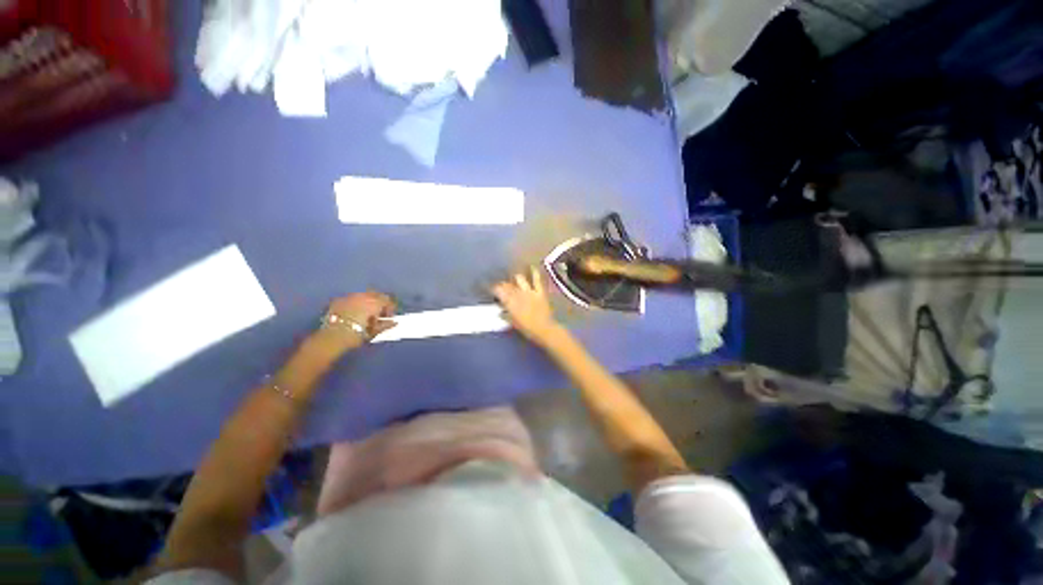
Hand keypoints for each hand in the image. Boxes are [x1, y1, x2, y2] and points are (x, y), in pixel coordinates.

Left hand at [316, 291, 396, 351]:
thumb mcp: (374, 332)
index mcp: (374, 303)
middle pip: (375, 294)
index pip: (387, 299)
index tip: (388, 317)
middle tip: (378, 313)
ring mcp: (349, 297)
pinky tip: (352, 313)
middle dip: (379, 301)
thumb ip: (386, 325)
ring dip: (367, 301)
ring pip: (363, 295)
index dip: (390, 308)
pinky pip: (351, 298)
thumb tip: (395, 322)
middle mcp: (362, 296)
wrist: (331, 338)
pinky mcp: (337, 300)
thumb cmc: (356, 335)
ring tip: (365, 313)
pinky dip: (355, 303)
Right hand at [491, 267, 562, 346]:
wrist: (545, 330)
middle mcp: (517, 294)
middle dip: (502, 284)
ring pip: (519, 279)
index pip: (498, 291)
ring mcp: (529, 291)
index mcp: (509, 302)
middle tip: (500, 286)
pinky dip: (534, 272)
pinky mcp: (539, 291)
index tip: (490, 289)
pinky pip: (536, 279)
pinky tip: (531, 267)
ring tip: (513, 278)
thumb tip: (499, 311)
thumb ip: (505, 315)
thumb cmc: (527, 329)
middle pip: (506, 285)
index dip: (493, 288)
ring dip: (515, 278)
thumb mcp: (513, 323)